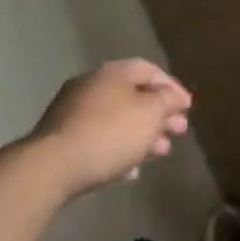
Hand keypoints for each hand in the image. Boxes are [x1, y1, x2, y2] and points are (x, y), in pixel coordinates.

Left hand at [27, 59, 192, 196]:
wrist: (51, 167)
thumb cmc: (109, 134)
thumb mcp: (150, 114)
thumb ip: (167, 101)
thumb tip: (174, 96)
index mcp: (113, 72)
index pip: (149, 70)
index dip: (172, 87)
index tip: (188, 108)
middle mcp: (91, 85)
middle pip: (133, 95)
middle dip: (159, 114)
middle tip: (178, 131)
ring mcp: (72, 112)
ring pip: (116, 119)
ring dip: (141, 135)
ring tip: (159, 154)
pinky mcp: (61, 140)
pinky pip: (98, 140)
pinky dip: (118, 150)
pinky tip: (130, 171)